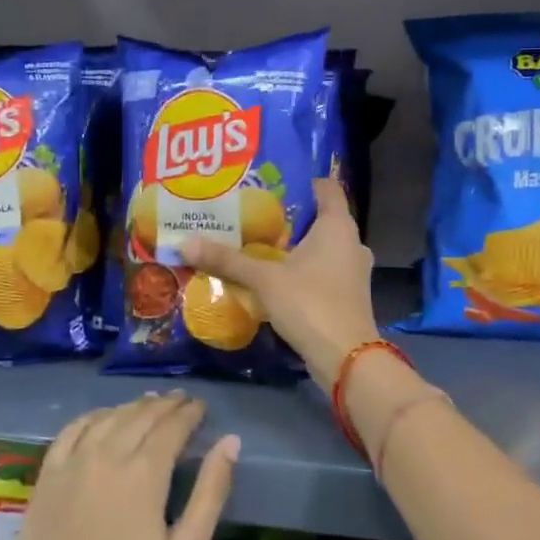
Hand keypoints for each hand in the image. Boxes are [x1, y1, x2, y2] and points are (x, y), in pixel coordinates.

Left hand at [0, 392, 238, 539]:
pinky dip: (93, 417)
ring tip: (150, 406)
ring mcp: (71, 465)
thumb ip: (209, 494)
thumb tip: (230, 442)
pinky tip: (103, 419)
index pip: (171, 426)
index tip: (201, 407)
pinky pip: (72, 431)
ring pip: (108, 417)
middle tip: (182, 402)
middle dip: (165, 406)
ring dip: (133, 407)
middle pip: (140, 416)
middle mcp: (106, 456)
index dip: (189, 413)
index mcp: (143, 474)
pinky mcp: (46, 479)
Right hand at [182, 178, 380, 385]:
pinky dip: (305, 269)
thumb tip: (185, 243)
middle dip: (292, 216)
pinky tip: (278, 277)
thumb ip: (228, 260)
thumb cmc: (310, 304)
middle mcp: (352, 242)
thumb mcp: (264, 279)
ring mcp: (354, 271)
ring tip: (262, 244)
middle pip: (322, 218)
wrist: (346, 358)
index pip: (328, 188)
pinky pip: (325, 271)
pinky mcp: (349, 296)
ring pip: (324, 247)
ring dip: (298, 246)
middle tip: (257, 212)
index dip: (304, 181)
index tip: (274, 180)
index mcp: (338, 226)